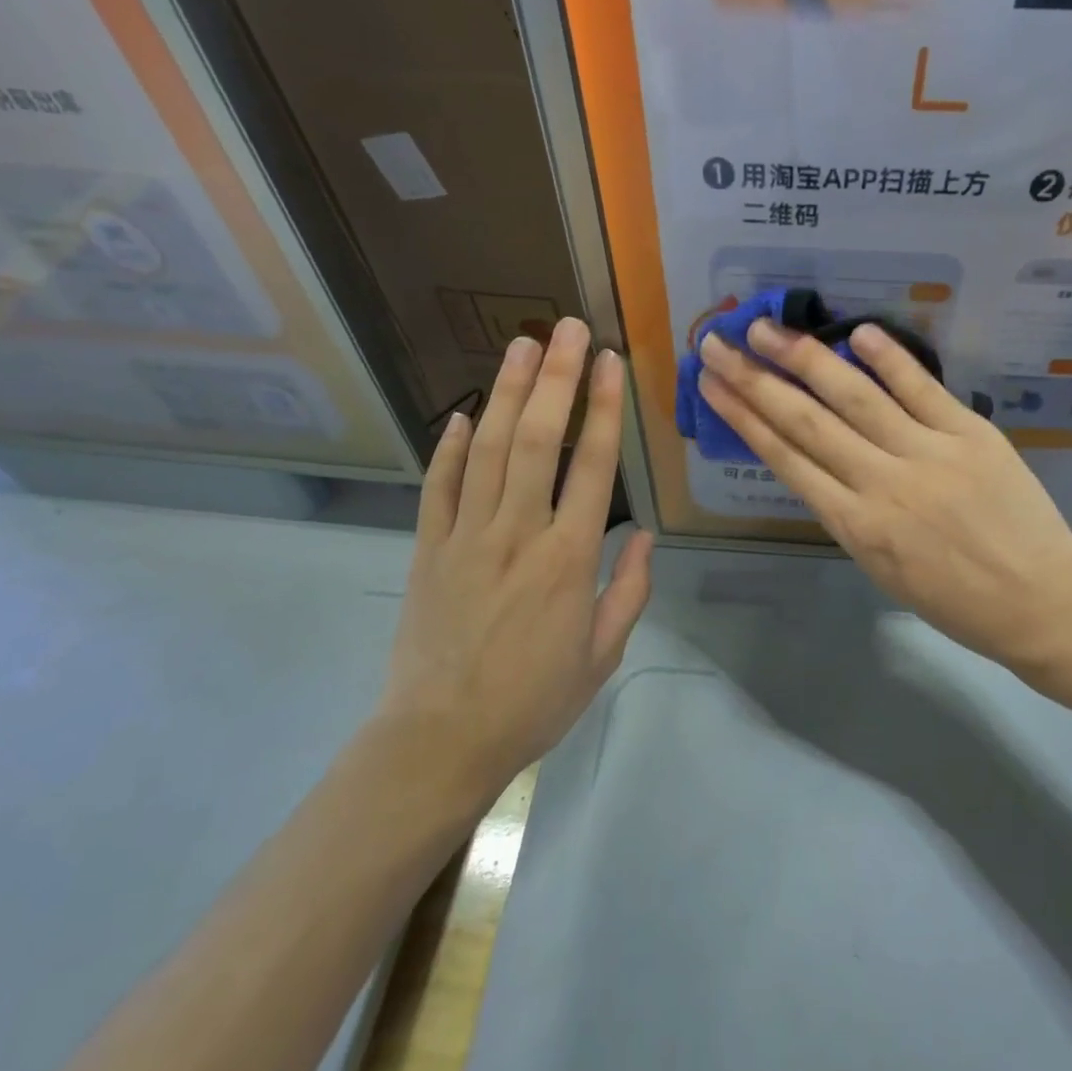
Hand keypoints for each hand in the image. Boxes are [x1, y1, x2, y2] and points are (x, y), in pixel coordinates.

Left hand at [373, 319, 653, 800]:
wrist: (440, 742)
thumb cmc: (533, 701)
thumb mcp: (602, 656)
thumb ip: (628, 591)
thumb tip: (644, 537)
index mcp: (568, 558)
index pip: (593, 465)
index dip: (603, 408)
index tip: (611, 362)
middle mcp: (518, 533)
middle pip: (537, 440)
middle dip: (557, 378)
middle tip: (568, 328)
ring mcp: (465, 537)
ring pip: (487, 450)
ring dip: (507, 393)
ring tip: (523, 345)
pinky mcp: (427, 550)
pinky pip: (438, 487)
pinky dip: (448, 447)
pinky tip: (461, 412)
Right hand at [698, 320, 1071, 682]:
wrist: (1040, 602)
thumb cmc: (955, 599)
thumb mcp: (880, 567)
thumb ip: (845, 512)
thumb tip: (816, 459)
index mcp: (854, 525)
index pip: (785, 458)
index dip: (742, 416)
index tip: (711, 384)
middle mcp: (880, 483)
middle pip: (805, 420)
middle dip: (754, 379)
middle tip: (717, 343)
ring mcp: (927, 454)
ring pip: (854, 397)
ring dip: (805, 357)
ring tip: (767, 328)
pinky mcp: (970, 434)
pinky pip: (922, 389)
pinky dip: (890, 358)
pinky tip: (856, 332)